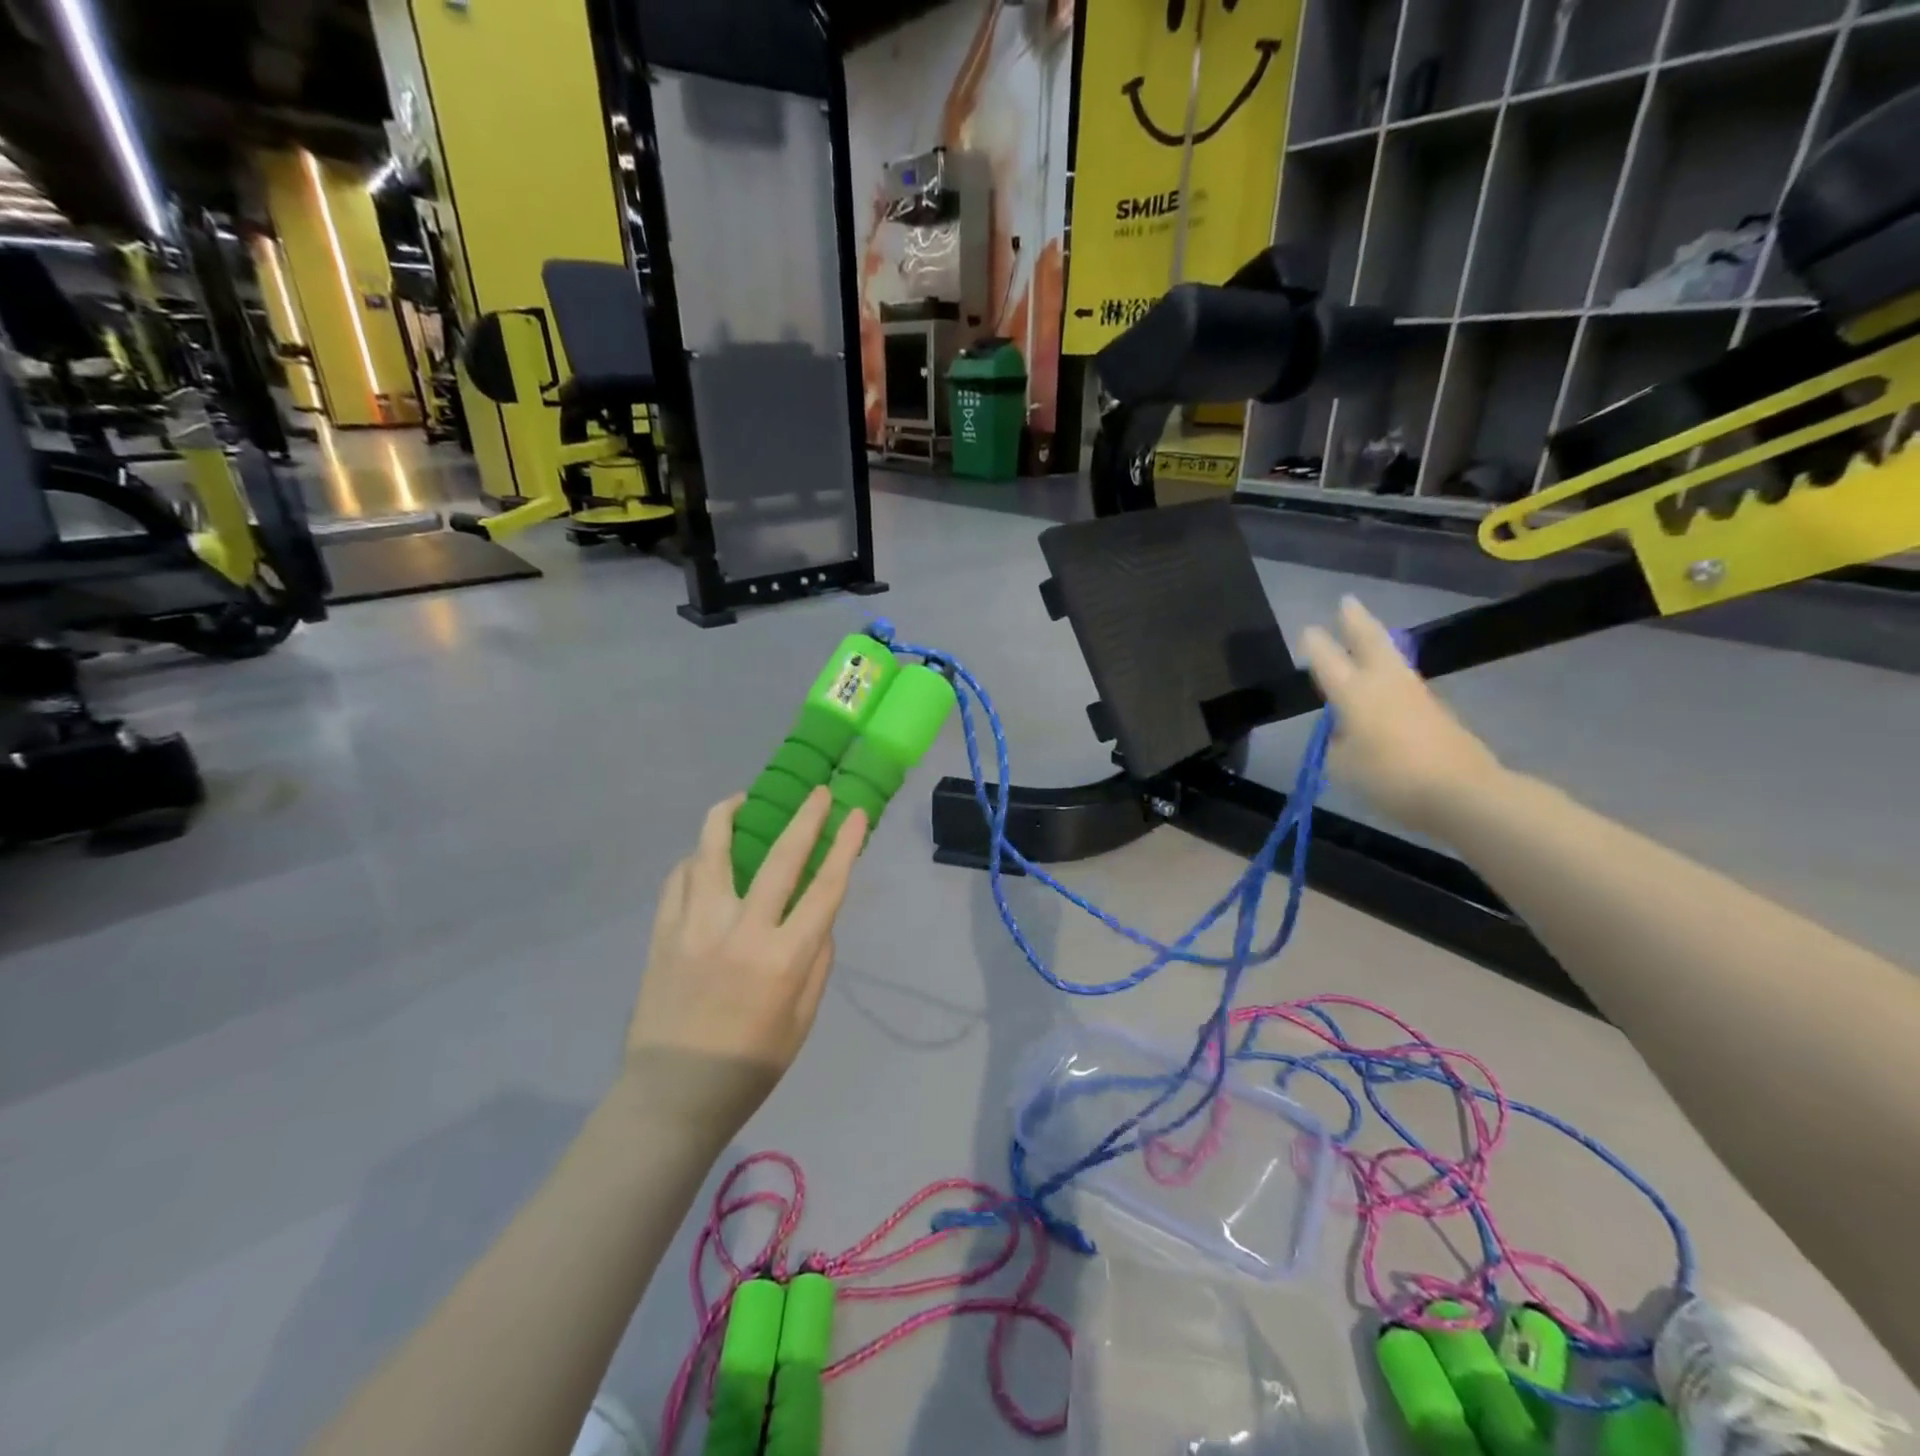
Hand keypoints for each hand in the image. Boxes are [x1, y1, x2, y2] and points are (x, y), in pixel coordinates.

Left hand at [623, 789, 865, 1140]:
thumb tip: (818, 919)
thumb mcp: (802, 1020)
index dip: (845, 845)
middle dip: (805, 816)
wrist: (672, 1096)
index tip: (856, 813)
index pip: (826, 886)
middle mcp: (742, 931)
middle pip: (779, 857)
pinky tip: (705, 858)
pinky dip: (696, 859)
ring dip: (731, 816)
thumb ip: (817, 963)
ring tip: (743, 801)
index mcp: (784, 958)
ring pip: (712, 851)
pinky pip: (679, 879)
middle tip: (817, 792)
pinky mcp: (663, 933)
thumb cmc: (750, 1066)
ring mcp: (696, 927)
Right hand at [1299, 596, 1504, 834]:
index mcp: (1355, 694)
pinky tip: (1385, 682)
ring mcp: (1415, 695)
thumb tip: (1347, 732)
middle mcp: (1385, 684)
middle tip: (1347, 602)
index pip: (1328, 661)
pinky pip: (1405, 684)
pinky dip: (1391, 674)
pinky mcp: (1436, 712)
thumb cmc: (1391, 778)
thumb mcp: (1343, 766)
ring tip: (1366, 634)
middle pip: (1370, 642)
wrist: (1462, 792)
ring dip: (1377, 642)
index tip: (1308, 630)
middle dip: (1356, 621)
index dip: (1316, 646)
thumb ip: (1338, 743)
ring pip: (1392, 658)